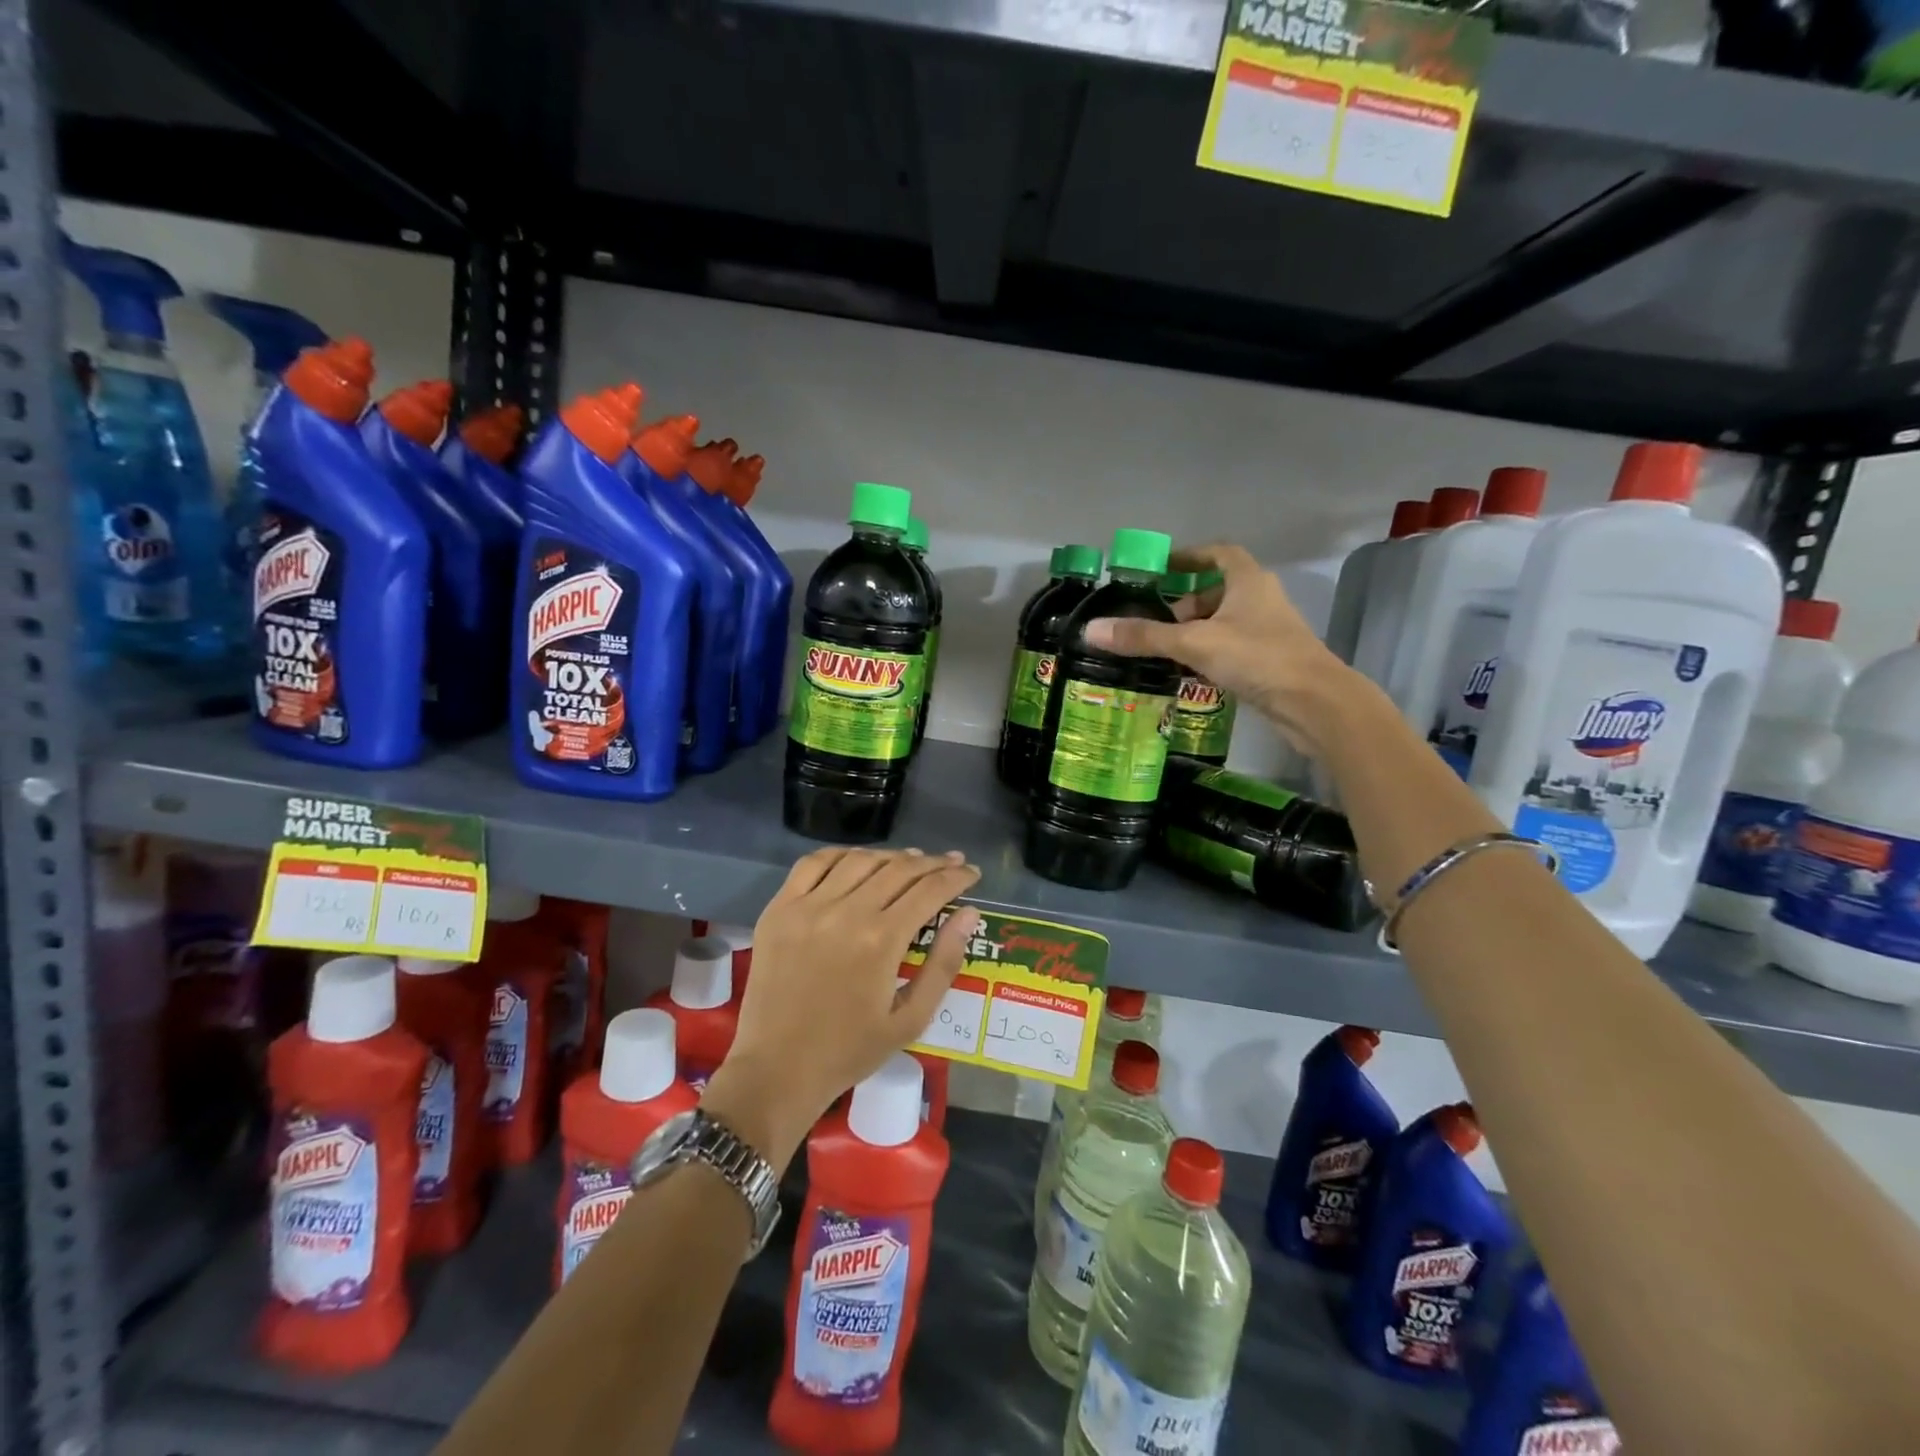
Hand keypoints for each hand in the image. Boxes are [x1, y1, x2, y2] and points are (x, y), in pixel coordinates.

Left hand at [699, 849, 980, 1165]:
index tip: (972, 872)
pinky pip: (812, 864)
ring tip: (910, 861)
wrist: (777, 1070)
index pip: (929, 890)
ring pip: (859, 860)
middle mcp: (846, 911)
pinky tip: (857, 860)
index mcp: (881, 940)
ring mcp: (808, 906)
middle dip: (932, 863)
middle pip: (898, 868)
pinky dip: (841, 854)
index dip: (956, 876)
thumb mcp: (910, 1019)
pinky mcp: (779, 908)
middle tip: (951, 862)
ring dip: (891, 856)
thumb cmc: (849, 1051)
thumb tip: (969, 914)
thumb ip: (943, 963)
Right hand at [1081, 543, 1362, 756]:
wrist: (1314, 703)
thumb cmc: (1257, 657)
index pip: (1218, 554)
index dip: (1190, 557)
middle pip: (1218, 590)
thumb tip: (1091, 630)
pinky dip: (1208, 654)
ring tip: (1164, 648)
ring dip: (1195, 631)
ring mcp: (1268, 632)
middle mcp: (1261, 600)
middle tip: (1155, 618)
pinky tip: (1188, 673)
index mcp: (1248, 581)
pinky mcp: (1269, 661)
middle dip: (1186, 602)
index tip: (1162, 567)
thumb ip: (1144, 637)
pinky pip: (1231, 648)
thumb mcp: (1194, 643)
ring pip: (1224, 622)